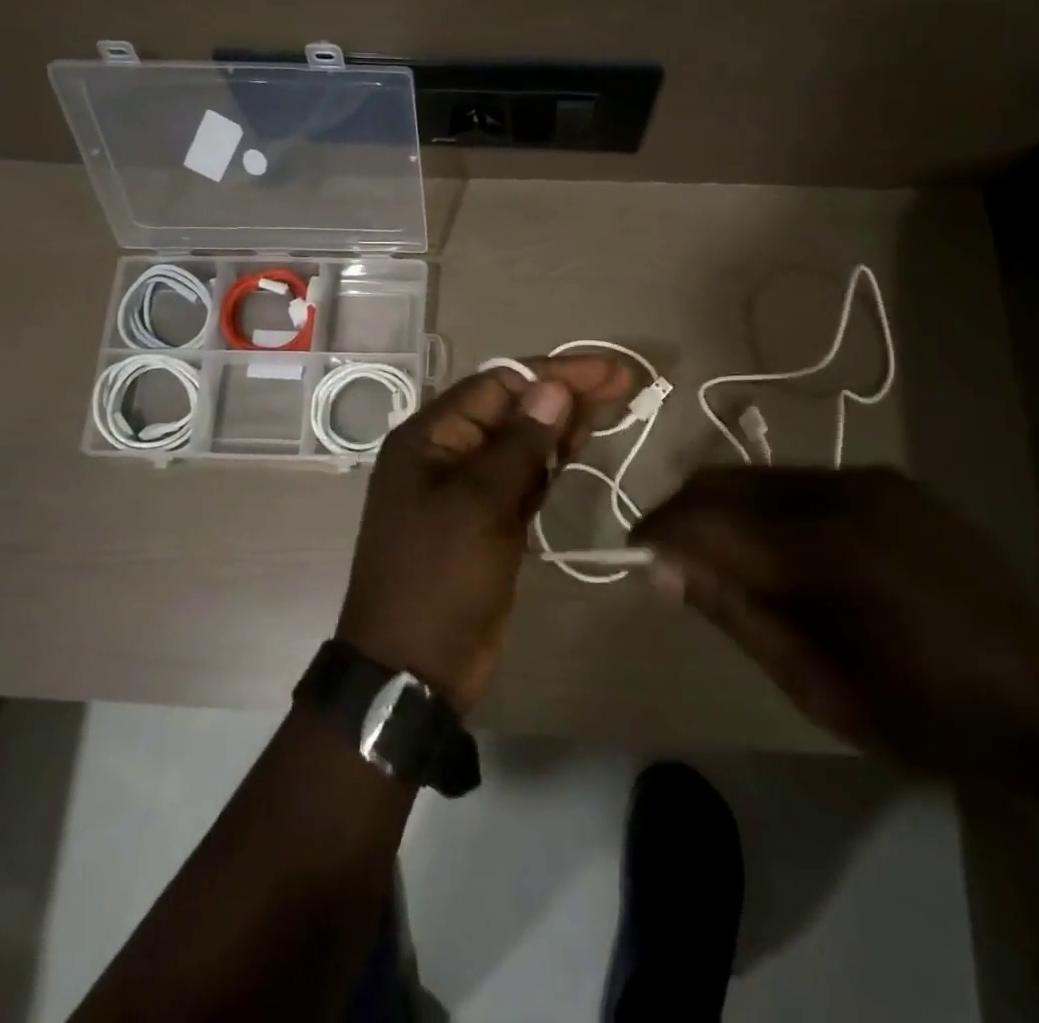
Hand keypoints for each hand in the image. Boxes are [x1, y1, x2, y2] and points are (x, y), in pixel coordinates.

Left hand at [338, 355, 635, 714]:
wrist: (413, 668)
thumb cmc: (439, 578)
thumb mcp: (478, 505)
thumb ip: (520, 444)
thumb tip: (553, 388)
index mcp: (430, 437)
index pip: (499, 385)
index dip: (555, 374)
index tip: (608, 370)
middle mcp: (446, 452)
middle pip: (513, 409)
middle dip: (566, 393)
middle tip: (625, 381)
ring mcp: (467, 487)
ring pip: (522, 442)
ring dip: (563, 422)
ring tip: (614, 402)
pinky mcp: (488, 519)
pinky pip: (523, 476)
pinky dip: (551, 460)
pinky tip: (580, 444)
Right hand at [632, 467, 1038, 775]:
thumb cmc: (936, 716)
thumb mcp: (822, 690)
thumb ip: (738, 615)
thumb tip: (664, 568)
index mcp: (824, 551)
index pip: (707, 521)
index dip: (659, 533)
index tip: (634, 555)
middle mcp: (841, 493)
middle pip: (726, 481)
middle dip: (683, 512)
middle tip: (666, 555)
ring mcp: (871, 479)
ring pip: (761, 475)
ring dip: (725, 507)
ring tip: (719, 555)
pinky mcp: (892, 481)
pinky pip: (802, 481)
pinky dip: (768, 505)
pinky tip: (781, 547)